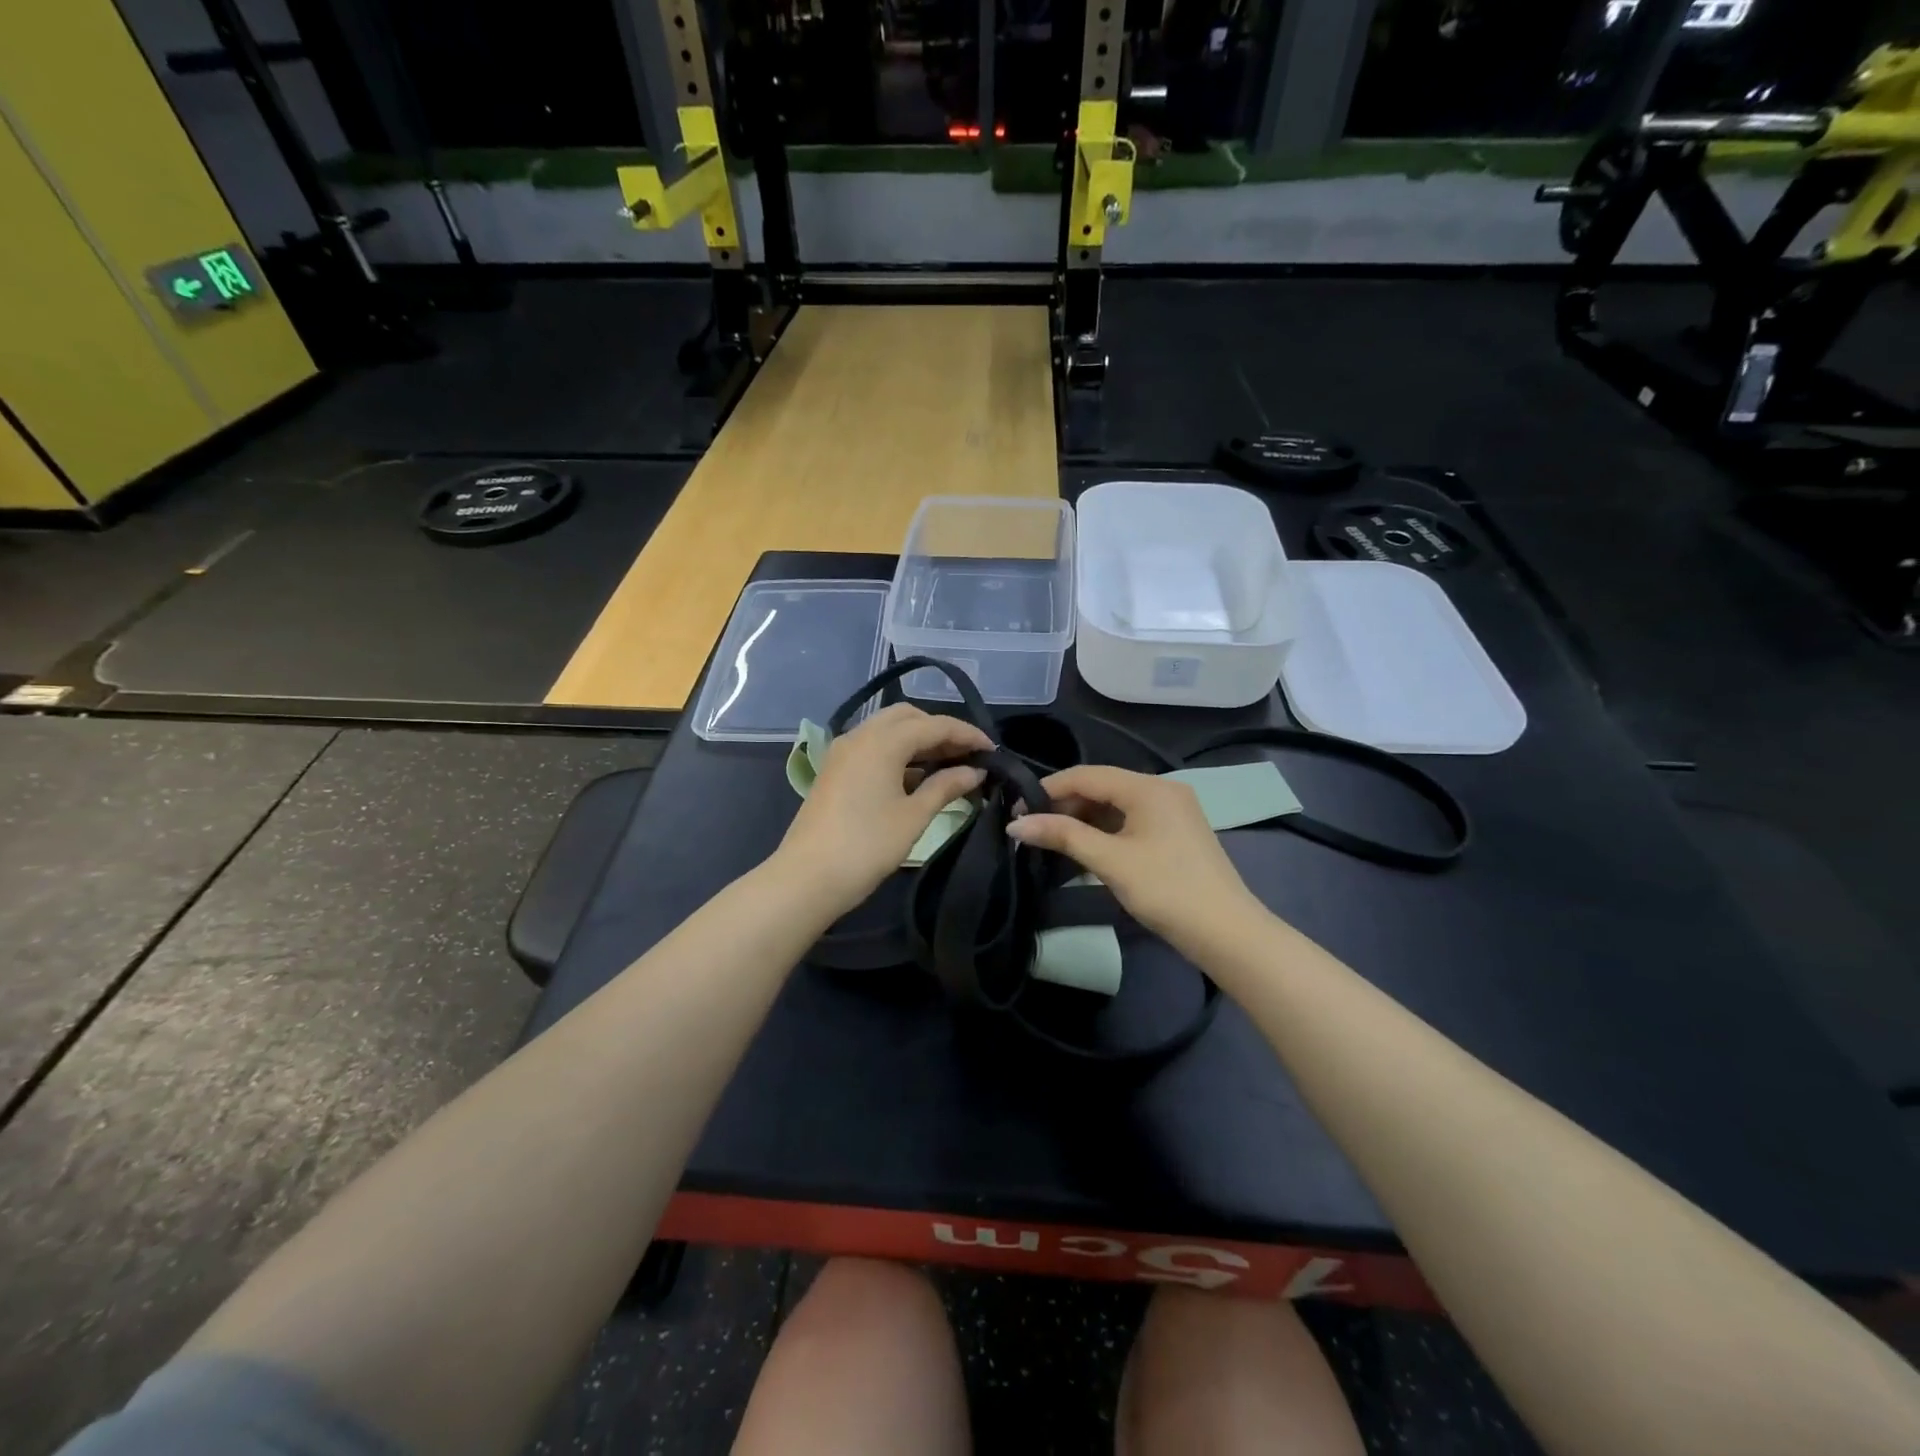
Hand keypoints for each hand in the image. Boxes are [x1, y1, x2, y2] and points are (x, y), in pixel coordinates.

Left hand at [774, 704, 991, 916]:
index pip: (934, 725)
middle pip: (908, 717)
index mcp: (882, 741)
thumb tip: (974, 772)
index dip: (967, 734)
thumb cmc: (867, 846)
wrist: (807, 878)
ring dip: (918, 740)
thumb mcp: (914, 816)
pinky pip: (873, 747)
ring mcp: (844, 751)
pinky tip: (917, 777)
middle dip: (940, 730)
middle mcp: (860, 735)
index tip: (993, 751)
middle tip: (968, 755)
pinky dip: (898, 752)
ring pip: (888, 730)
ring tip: (949, 766)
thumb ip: (946, 787)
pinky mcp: (835, 769)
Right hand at [1006, 765, 1263, 950]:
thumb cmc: (1166, 890)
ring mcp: (1172, 810)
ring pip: (1116, 804)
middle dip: (1065, 804)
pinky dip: (1105, 830)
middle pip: (1102, 786)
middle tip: (1032, 828)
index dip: (1049, 789)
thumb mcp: (1111, 861)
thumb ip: (1063, 836)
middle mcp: (1162, 789)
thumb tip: (1016, 823)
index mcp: (1149, 787)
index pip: (1087, 774)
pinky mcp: (1175, 832)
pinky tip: (1085, 847)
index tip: (1017, 809)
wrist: (1227, 933)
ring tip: (1052, 839)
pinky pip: (1131, 819)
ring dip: (1084, 819)